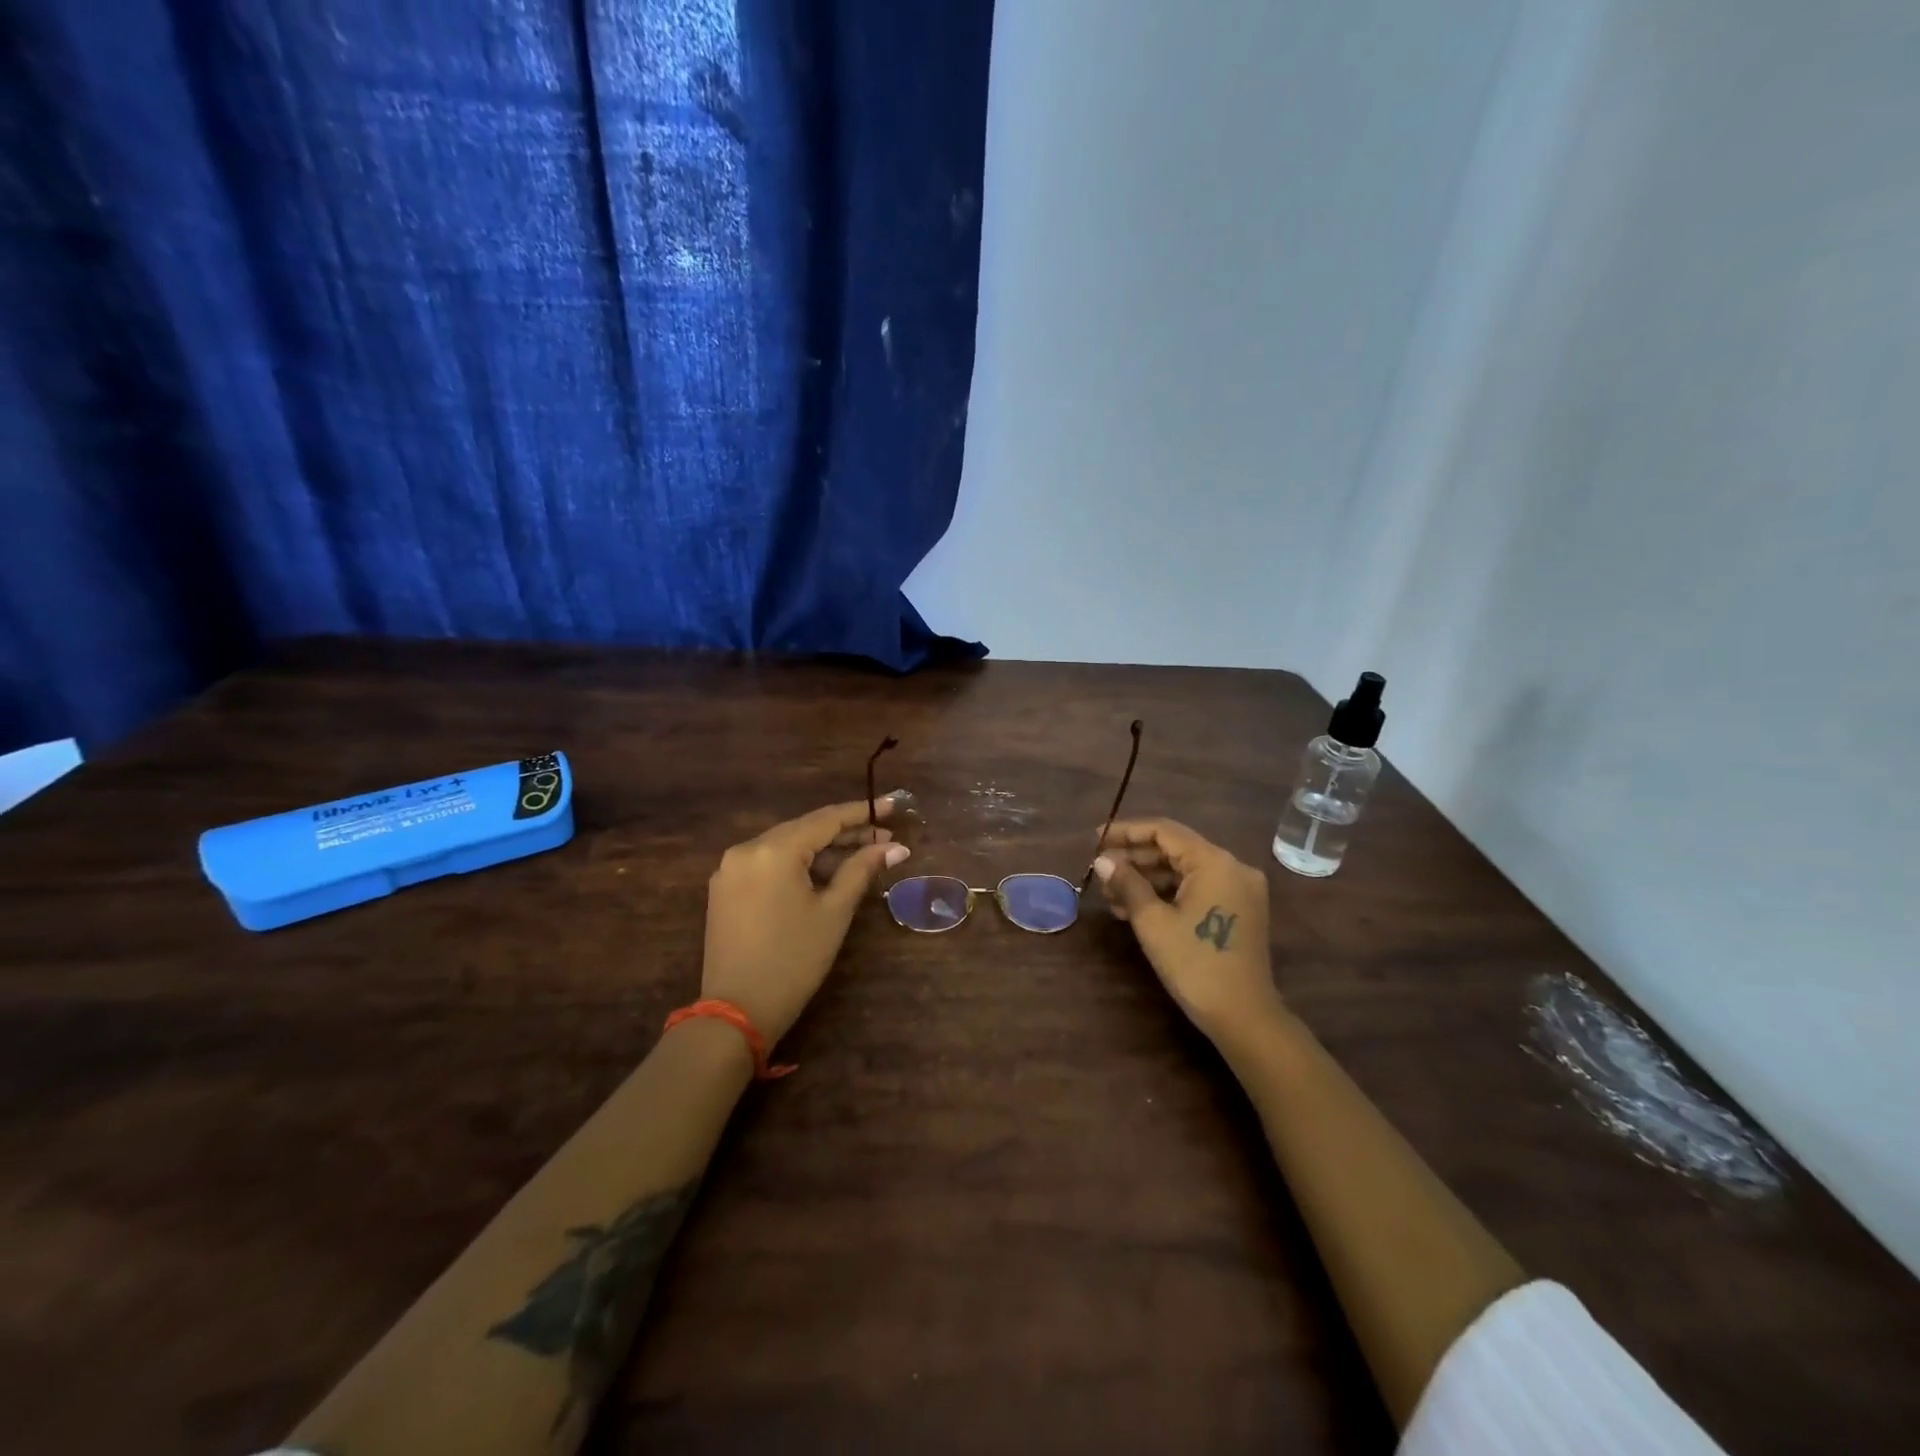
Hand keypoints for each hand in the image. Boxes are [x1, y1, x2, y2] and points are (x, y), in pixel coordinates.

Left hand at [701, 797, 910, 1043]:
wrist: (736, 1012)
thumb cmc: (794, 960)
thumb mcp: (834, 913)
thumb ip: (861, 870)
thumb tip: (894, 848)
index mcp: (773, 850)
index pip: (825, 819)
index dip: (862, 812)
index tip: (893, 806)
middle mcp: (746, 849)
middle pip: (804, 830)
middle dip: (845, 833)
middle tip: (885, 840)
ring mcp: (730, 869)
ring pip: (786, 846)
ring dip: (822, 850)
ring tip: (862, 856)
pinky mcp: (725, 890)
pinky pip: (768, 864)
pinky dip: (797, 865)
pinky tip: (824, 874)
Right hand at [1092, 819, 1282, 1045]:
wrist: (1244, 1017)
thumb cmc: (1195, 965)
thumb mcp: (1153, 922)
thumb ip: (1127, 884)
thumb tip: (1102, 860)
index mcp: (1214, 862)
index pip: (1164, 831)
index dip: (1126, 832)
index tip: (1095, 839)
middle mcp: (1232, 867)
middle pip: (1175, 850)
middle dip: (1135, 859)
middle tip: (1100, 871)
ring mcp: (1239, 890)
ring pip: (1184, 871)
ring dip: (1147, 879)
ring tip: (1111, 895)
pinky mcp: (1239, 910)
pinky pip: (1197, 889)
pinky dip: (1168, 894)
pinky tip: (1136, 909)